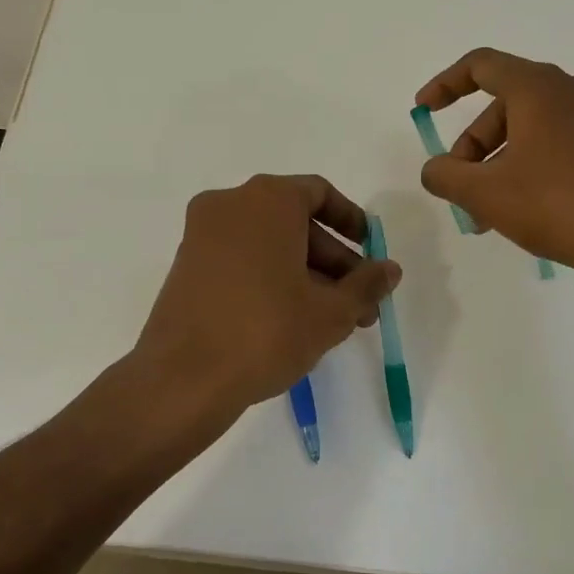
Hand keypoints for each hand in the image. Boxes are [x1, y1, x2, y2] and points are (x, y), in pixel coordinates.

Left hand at [133, 174, 401, 415]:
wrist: (183, 379)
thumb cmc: (267, 332)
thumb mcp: (331, 312)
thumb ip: (366, 284)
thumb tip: (390, 270)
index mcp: (267, 200)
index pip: (319, 194)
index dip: (351, 221)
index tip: (370, 253)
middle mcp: (229, 205)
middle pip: (295, 222)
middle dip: (333, 262)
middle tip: (360, 304)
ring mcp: (201, 235)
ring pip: (268, 244)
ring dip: (306, 275)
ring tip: (334, 322)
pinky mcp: (186, 267)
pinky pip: (241, 260)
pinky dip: (271, 278)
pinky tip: (293, 321)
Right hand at [414, 48, 573, 279]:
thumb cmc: (555, 205)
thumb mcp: (485, 193)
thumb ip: (445, 175)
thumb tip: (435, 170)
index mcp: (539, 88)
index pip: (482, 65)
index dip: (445, 84)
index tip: (423, 109)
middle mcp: (573, 90)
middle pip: (505, 105)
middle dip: (473, 146)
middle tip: (461, 189)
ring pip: (532, 129)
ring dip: (500, 164)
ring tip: (487, 214)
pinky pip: (559, 143)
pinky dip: (531, 166)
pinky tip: (525, 210)